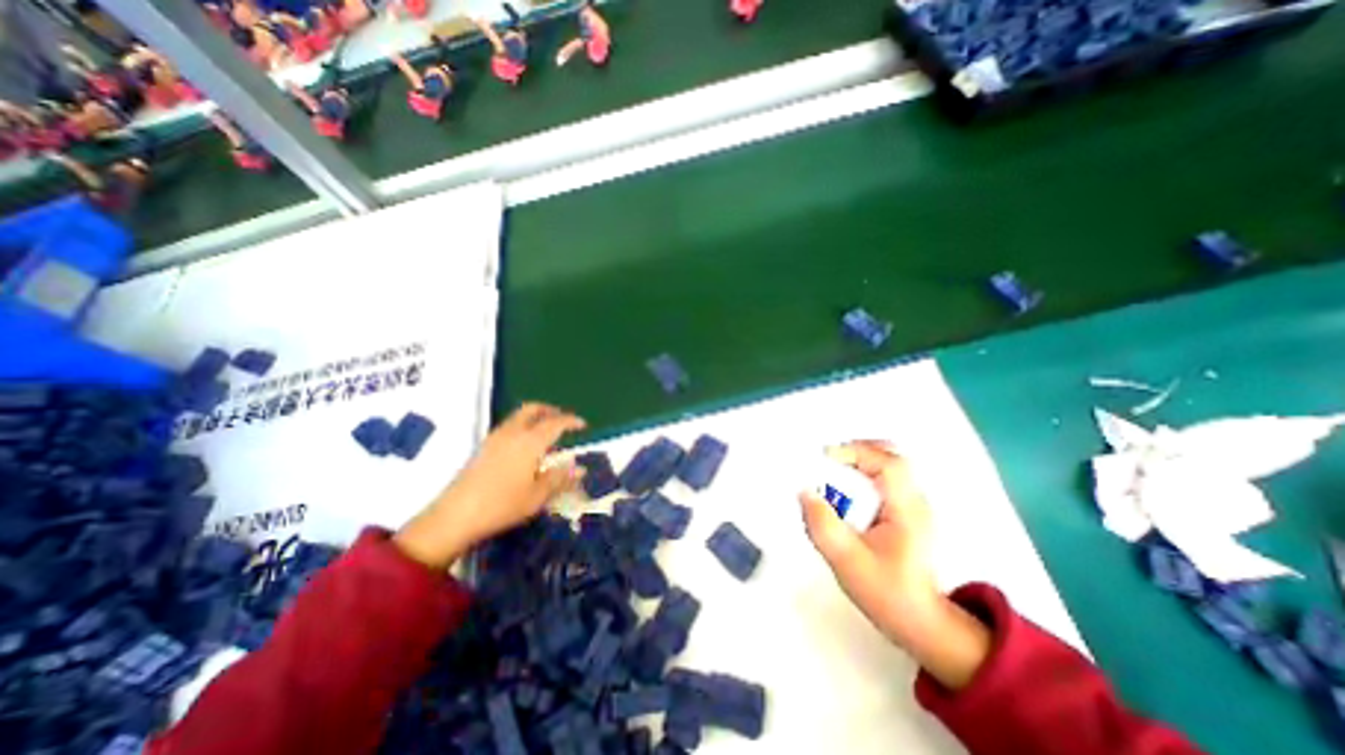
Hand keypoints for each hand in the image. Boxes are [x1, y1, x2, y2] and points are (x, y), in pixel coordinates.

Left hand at [394, 404, 586, 568]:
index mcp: (530, 442)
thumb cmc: (502, 505)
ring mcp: (495, 438)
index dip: (571, 421)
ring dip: (535, 418)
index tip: (583, 425)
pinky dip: (522, 427)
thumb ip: (560, 478)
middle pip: (532, 409)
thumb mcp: (538, 496)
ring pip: (518, 417)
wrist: (455, 516)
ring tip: (546, 435)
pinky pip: (509, 427)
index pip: (555, 423)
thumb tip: (581, 468)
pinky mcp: (483, 448)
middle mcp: (512, 433)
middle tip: (562, 421)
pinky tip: (525, 448)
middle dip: (550, 410)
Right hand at [798, 443, 984, 689]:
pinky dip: (862, 474)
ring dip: (858, 461)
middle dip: (855, 451)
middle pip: (891, 455)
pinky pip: (884, 478)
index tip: (825, 458)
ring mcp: (913, 504)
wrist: (922, 623)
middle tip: (827, 461)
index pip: (889, 463)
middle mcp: (915, 500)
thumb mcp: (847, 561)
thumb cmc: (887, 593)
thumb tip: (804, 492)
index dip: (855, 452)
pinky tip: (845, 492)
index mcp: (907, 510)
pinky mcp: (906, 511)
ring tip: (831, 475)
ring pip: (888, 464)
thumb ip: (823, 525)